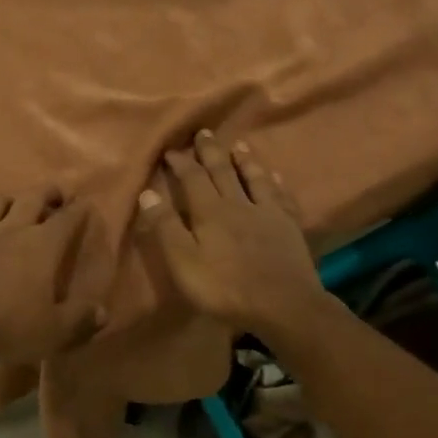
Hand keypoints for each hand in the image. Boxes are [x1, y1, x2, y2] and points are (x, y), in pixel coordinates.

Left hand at [0, 188, 107, 361]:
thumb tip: (102, 312)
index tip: (86, 203)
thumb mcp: (54, 331)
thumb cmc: (10, 325)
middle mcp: (15, 229)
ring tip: (20, 208)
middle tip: (58, 195)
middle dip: (49, 192)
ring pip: (1, 202)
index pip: (68, 217)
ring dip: (15, 200)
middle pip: (34, 196)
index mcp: (43, 244)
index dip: (79, 209)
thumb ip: (80, 319)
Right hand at [135, 133, 327, 339]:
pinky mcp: (289, 227)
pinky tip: (276, 177)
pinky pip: (282, 197)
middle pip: (223, 171)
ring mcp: (268, 213)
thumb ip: (166, 227)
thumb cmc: (225, 288)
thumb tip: (147, 193)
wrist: (283, 305)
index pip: (192, 179)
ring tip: (239, 145)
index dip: (181, 163)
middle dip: (211, 152)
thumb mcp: (184, 262)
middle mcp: (239, 204)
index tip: (171, 149)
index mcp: (210, 212)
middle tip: (204, 132)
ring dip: (245, 160)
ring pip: (254, 178)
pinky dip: (276, 184)